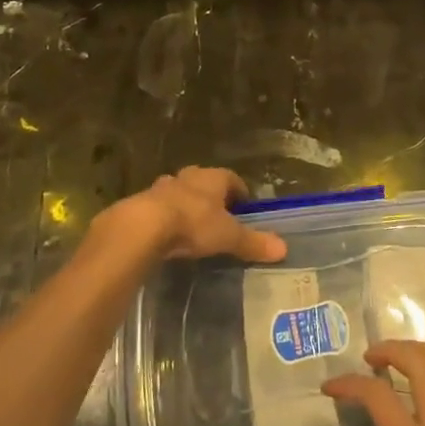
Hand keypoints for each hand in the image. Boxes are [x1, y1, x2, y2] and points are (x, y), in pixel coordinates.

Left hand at [95, 166, 286, 265]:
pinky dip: (164, 218)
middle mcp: (188, 177)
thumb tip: (283, 248)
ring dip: (185, 205)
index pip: (232, 179)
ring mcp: (162, 188)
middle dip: (210, 197)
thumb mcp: (228, 236)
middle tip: (217, 218)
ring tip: (191, 227)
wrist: (143, 226)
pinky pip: (158, 208)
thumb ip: (253, 242)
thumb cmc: (193, 223)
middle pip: (203, 183)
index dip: (239, 193)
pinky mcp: (141, 203)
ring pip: (179, 192)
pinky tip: (166, 236)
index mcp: (213, 178)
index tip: (243, 209)